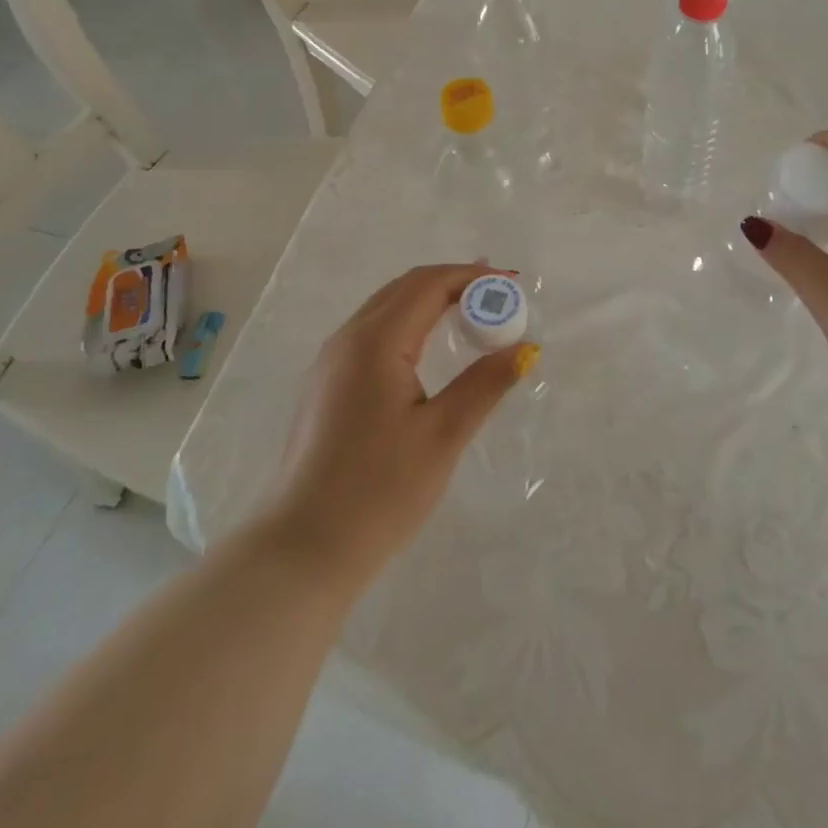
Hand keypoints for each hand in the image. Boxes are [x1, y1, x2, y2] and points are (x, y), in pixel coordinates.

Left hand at [260, 263, 537, 589]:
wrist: (302, 551)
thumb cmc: (379, 492)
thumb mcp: (443, 436)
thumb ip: (486, 383)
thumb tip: (526, 348)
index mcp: (375, 342)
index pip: (429, 285)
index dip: (472, 277)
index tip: (512, 284)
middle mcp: (347, 338)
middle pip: (405, 288)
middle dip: (453, 281)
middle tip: (497, 292)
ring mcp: (331, 361)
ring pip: (386, 307)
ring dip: (430, 299)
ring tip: (471, 308)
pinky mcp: (326, 384)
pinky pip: (372, 331)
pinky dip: (409, 321)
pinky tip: (429, 344)